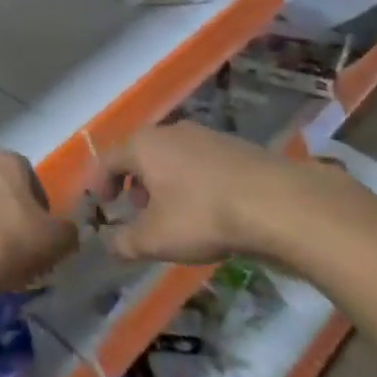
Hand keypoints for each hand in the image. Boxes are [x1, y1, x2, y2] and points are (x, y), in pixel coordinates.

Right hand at [101, 122, 367, 267]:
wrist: (277, 202)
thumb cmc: (202, 215)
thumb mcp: (154, 239)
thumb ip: (124, 242)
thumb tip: (109, 244)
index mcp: (144, 145)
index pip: (109, 159)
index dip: (100, 182)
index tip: (102, 205)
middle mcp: (171, 131)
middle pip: (142, 154)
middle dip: (134, 182)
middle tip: (134, 210)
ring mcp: (207, 136)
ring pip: (172, 157)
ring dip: (164, 183)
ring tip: (171, 214)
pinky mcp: (236, 147)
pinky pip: (200, 163)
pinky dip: (192, 182)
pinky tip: (207, 210)